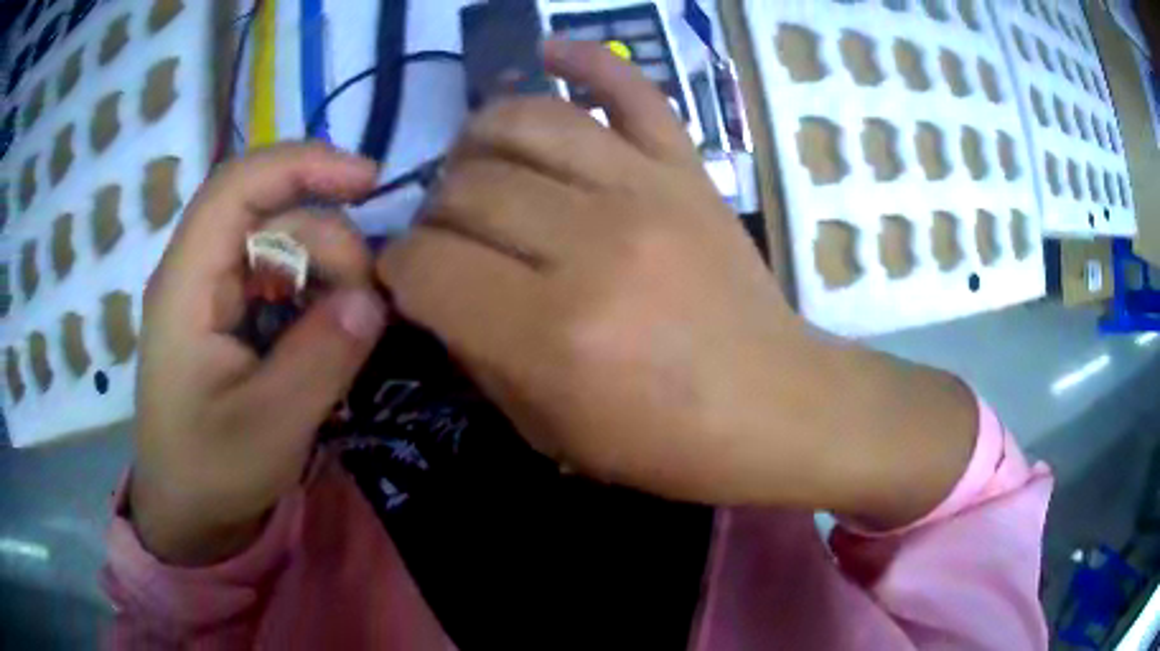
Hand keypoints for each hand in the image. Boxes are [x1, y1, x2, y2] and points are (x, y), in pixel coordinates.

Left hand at [131, 144, 385, 564]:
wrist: (186, 510)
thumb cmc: (211, 471)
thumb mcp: (271, 427)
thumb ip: (321, 358)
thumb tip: (373, 299)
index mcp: (186, 285)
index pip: (237, 186)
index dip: (301, 164)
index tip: (367, 181)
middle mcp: (197, 271)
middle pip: (271, 216)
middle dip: (330, 246)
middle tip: (368, 308)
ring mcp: (213, 291)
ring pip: (281, 244)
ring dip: (327, 272)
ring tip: (352, 327)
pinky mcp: (229, 312)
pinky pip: (280, 278)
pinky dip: (314, 293)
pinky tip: (330, 330)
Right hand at [380, 41, 976, 523]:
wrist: (775, 406)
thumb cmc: (666, 442)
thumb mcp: (548, 429)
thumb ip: (476, 353)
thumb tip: (434, 285)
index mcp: (552, 333)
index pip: (425, 264)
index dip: (398, 269)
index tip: (408, 278)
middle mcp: (593, 245)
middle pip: (464, 186)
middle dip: (434, 213)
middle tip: (449, 239)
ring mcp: (646, 190)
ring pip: (524, 120)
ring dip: (477, 142)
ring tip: (479, 171)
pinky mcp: (688, 167)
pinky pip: (630, 87)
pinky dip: (583, 58)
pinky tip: (548, 54)